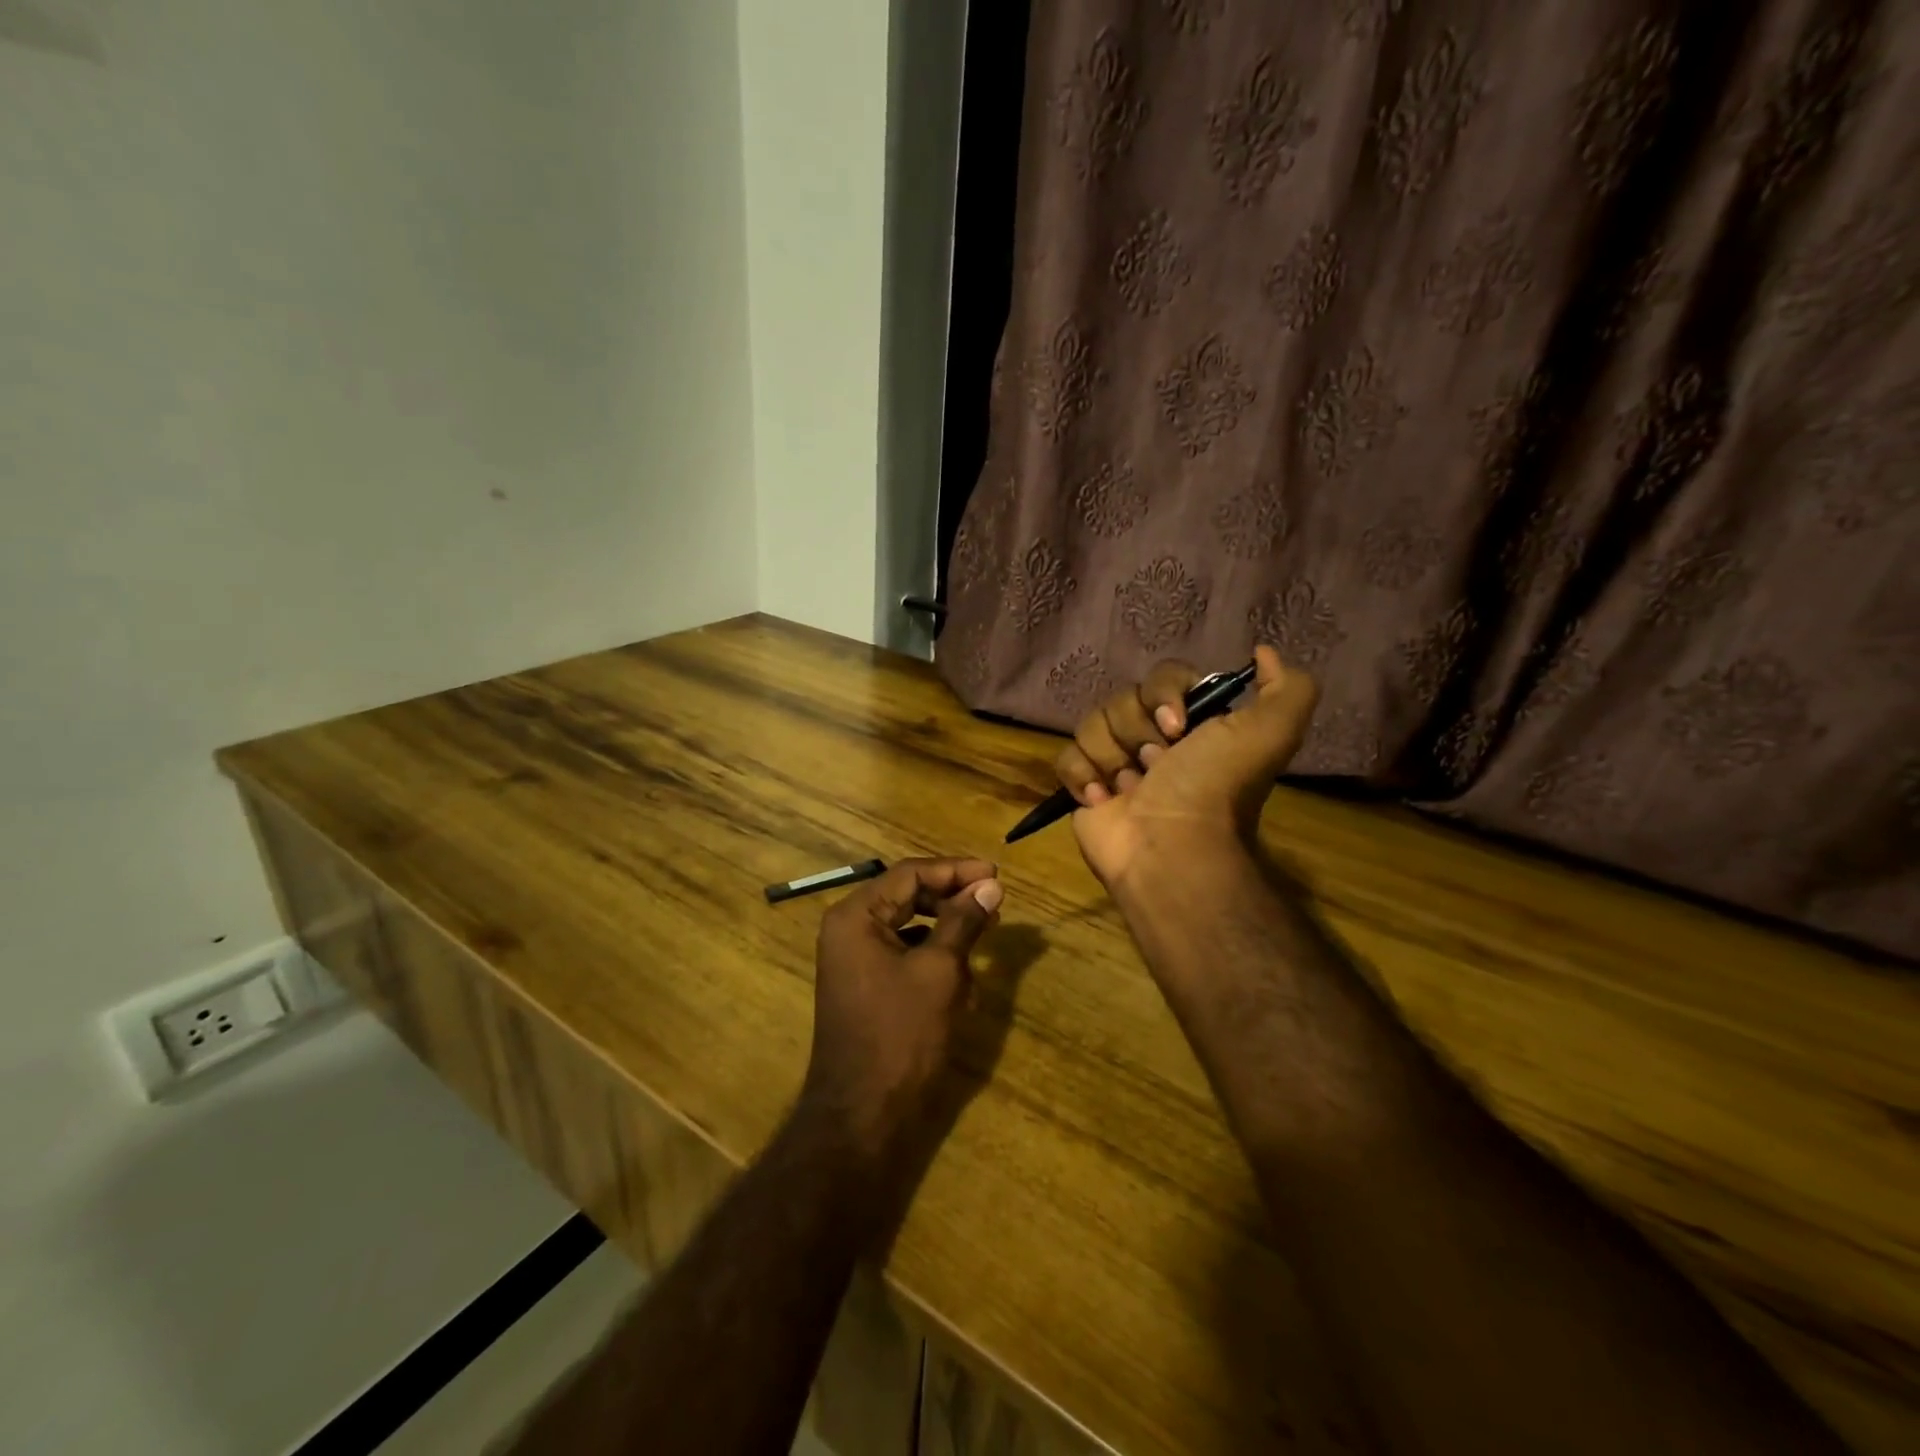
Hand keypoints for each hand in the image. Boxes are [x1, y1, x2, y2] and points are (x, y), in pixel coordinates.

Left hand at [800, 858, 1003, 1173]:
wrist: (862, 1114)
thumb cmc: (901, 1033)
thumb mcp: (939, 971)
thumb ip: (963, 922)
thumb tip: (990, 886)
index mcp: (856, 916)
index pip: (910, 873)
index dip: (955, 870)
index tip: (995, 875)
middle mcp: (849, 930)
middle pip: (908, 895)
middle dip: (952, 898)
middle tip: (994, 901)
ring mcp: (855, 959)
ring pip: (909, 926)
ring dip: (946, 929)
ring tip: (985, 935)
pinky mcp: (866, 985)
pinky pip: (903, 954)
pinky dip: (933, 957)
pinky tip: (963, 978)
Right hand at [1054, 645, 1318, 889]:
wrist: (1170, 849)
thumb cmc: (1213, 789)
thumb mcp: (1270, 733)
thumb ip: (1287, 688)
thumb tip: (1263, 652)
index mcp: (1193, 723)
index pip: (1163, 677)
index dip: (1164, 695)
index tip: (1176, 727)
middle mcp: (1153, 739)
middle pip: (1123, 699)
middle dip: (1137, 732)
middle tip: (1156, 767)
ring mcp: (1115, 762)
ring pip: (1091, 724)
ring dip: (1112, 758)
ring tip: (1131, 790)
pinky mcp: (1084, 786)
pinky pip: (1066, 757)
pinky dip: (1082, 777)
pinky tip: (1102, 799)